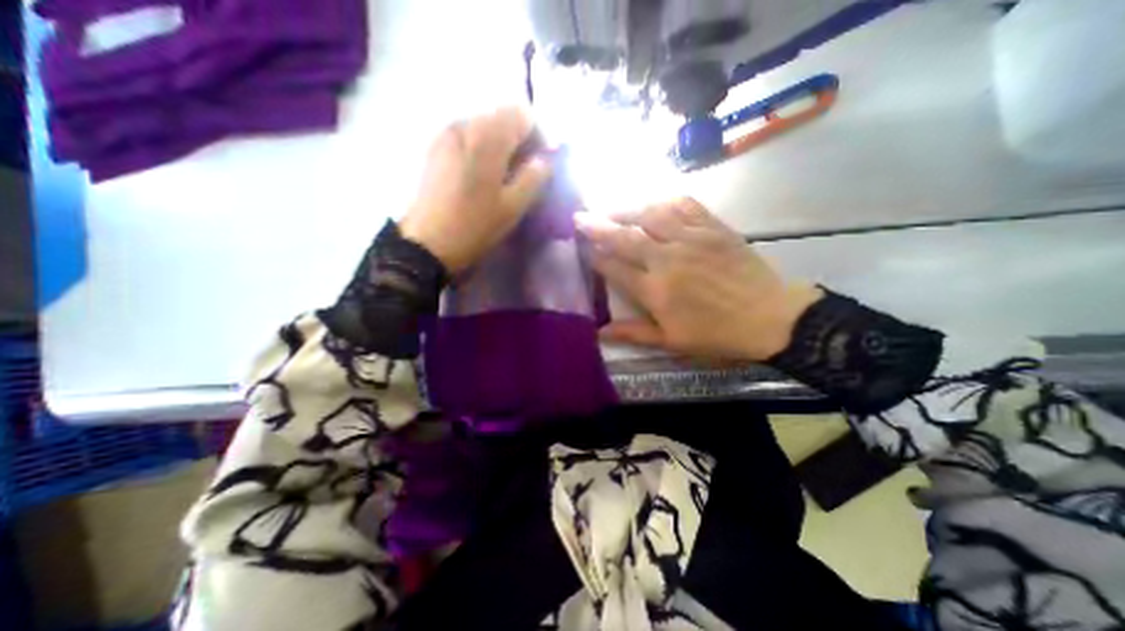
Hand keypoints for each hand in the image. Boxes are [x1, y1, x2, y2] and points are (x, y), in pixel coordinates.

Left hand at [398, 106, 551, 274]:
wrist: (428, 242)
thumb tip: (544, 161)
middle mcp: (465, 125)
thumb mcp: (512, 207)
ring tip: (504, 175)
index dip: (538, 136)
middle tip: (525, 171)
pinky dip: (482, 149)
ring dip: (501, 145)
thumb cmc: (475, 226)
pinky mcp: (435, 148)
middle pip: (502, 117)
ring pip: (484, 126)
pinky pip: (468, 136)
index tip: (541, 162)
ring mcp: (446, 135)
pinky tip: (482, 175)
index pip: (522, 115)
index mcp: (487, 138)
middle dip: (519, 140)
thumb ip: (533, 178)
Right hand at [574, 199, 823, 362]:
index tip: (582, 248)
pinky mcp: (713, 227)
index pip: (614, 267)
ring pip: (650, 214)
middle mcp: (667, 259)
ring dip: (625, 210)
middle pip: (625, 236)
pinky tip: (653, 203)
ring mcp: (691, 238)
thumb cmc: (717, 334)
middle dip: (598, 226)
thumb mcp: (671, 341)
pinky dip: (664, 201)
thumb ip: (633, 333)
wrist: (771, 317)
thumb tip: (599, 331)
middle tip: (579, 216)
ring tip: (610, 208)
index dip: (595, 257)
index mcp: (655, 290)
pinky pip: (684, 205)